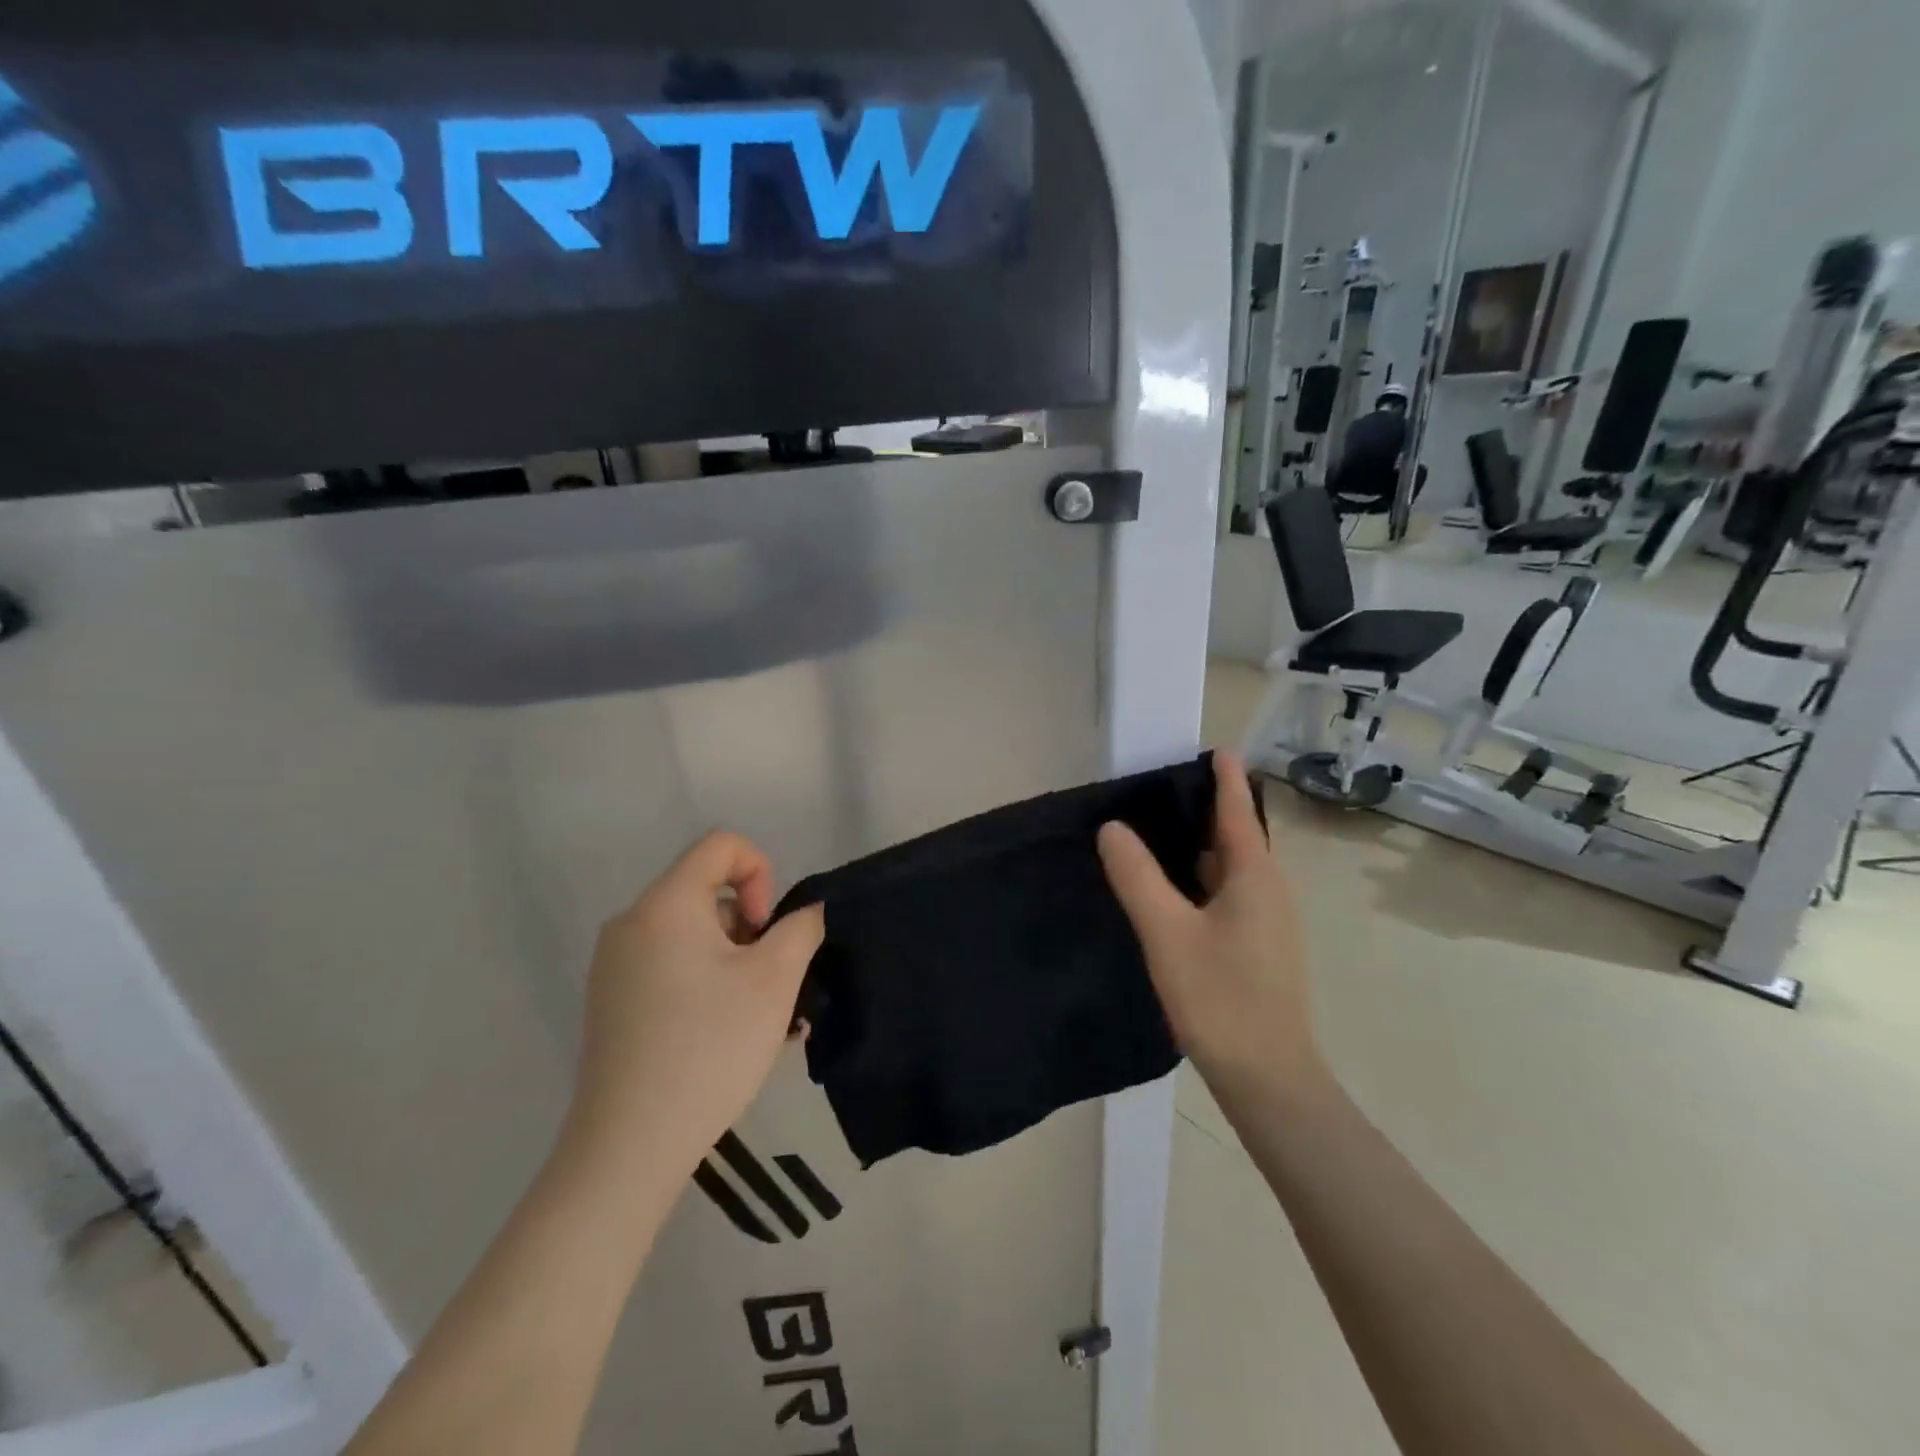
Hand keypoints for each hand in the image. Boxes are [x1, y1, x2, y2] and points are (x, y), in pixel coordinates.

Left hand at [567, 832, 825, 1180]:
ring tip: (757, 1019)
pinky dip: (705, 981)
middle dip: (750, 927)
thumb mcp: (775, 980)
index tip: (767, 931)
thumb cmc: (710, 1046)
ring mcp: (614, 965)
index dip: (761, 873)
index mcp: (665, 904)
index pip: (721, 845)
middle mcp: (631, 923)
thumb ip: (801, 929)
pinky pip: (670, 966)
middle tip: (767, 982)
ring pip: (691, 934)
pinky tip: (726, 1034)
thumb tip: (805, 914)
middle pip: (706, 892)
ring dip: (733, 959)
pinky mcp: (610, 1002)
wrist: (629, 1145)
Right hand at [1097, 752, 1322, 1099]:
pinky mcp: (1260, 946)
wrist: (1267, 1077)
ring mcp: (1269, 920)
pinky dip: (1203, 876)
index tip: (1215, 746)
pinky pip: (1231, 892)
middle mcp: (1269, 889)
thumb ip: (1137, 877)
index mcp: (1255, 876)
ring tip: (1160, 830)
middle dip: (1208, 807)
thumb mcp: (1167, 933)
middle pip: (1239, 835)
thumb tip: (1112, 827)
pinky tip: (1174, 888)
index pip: (1238, 810)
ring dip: (1203, 844)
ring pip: (1234, 867)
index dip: (1225, 777)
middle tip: (1163, 787)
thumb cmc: (1220, 997)